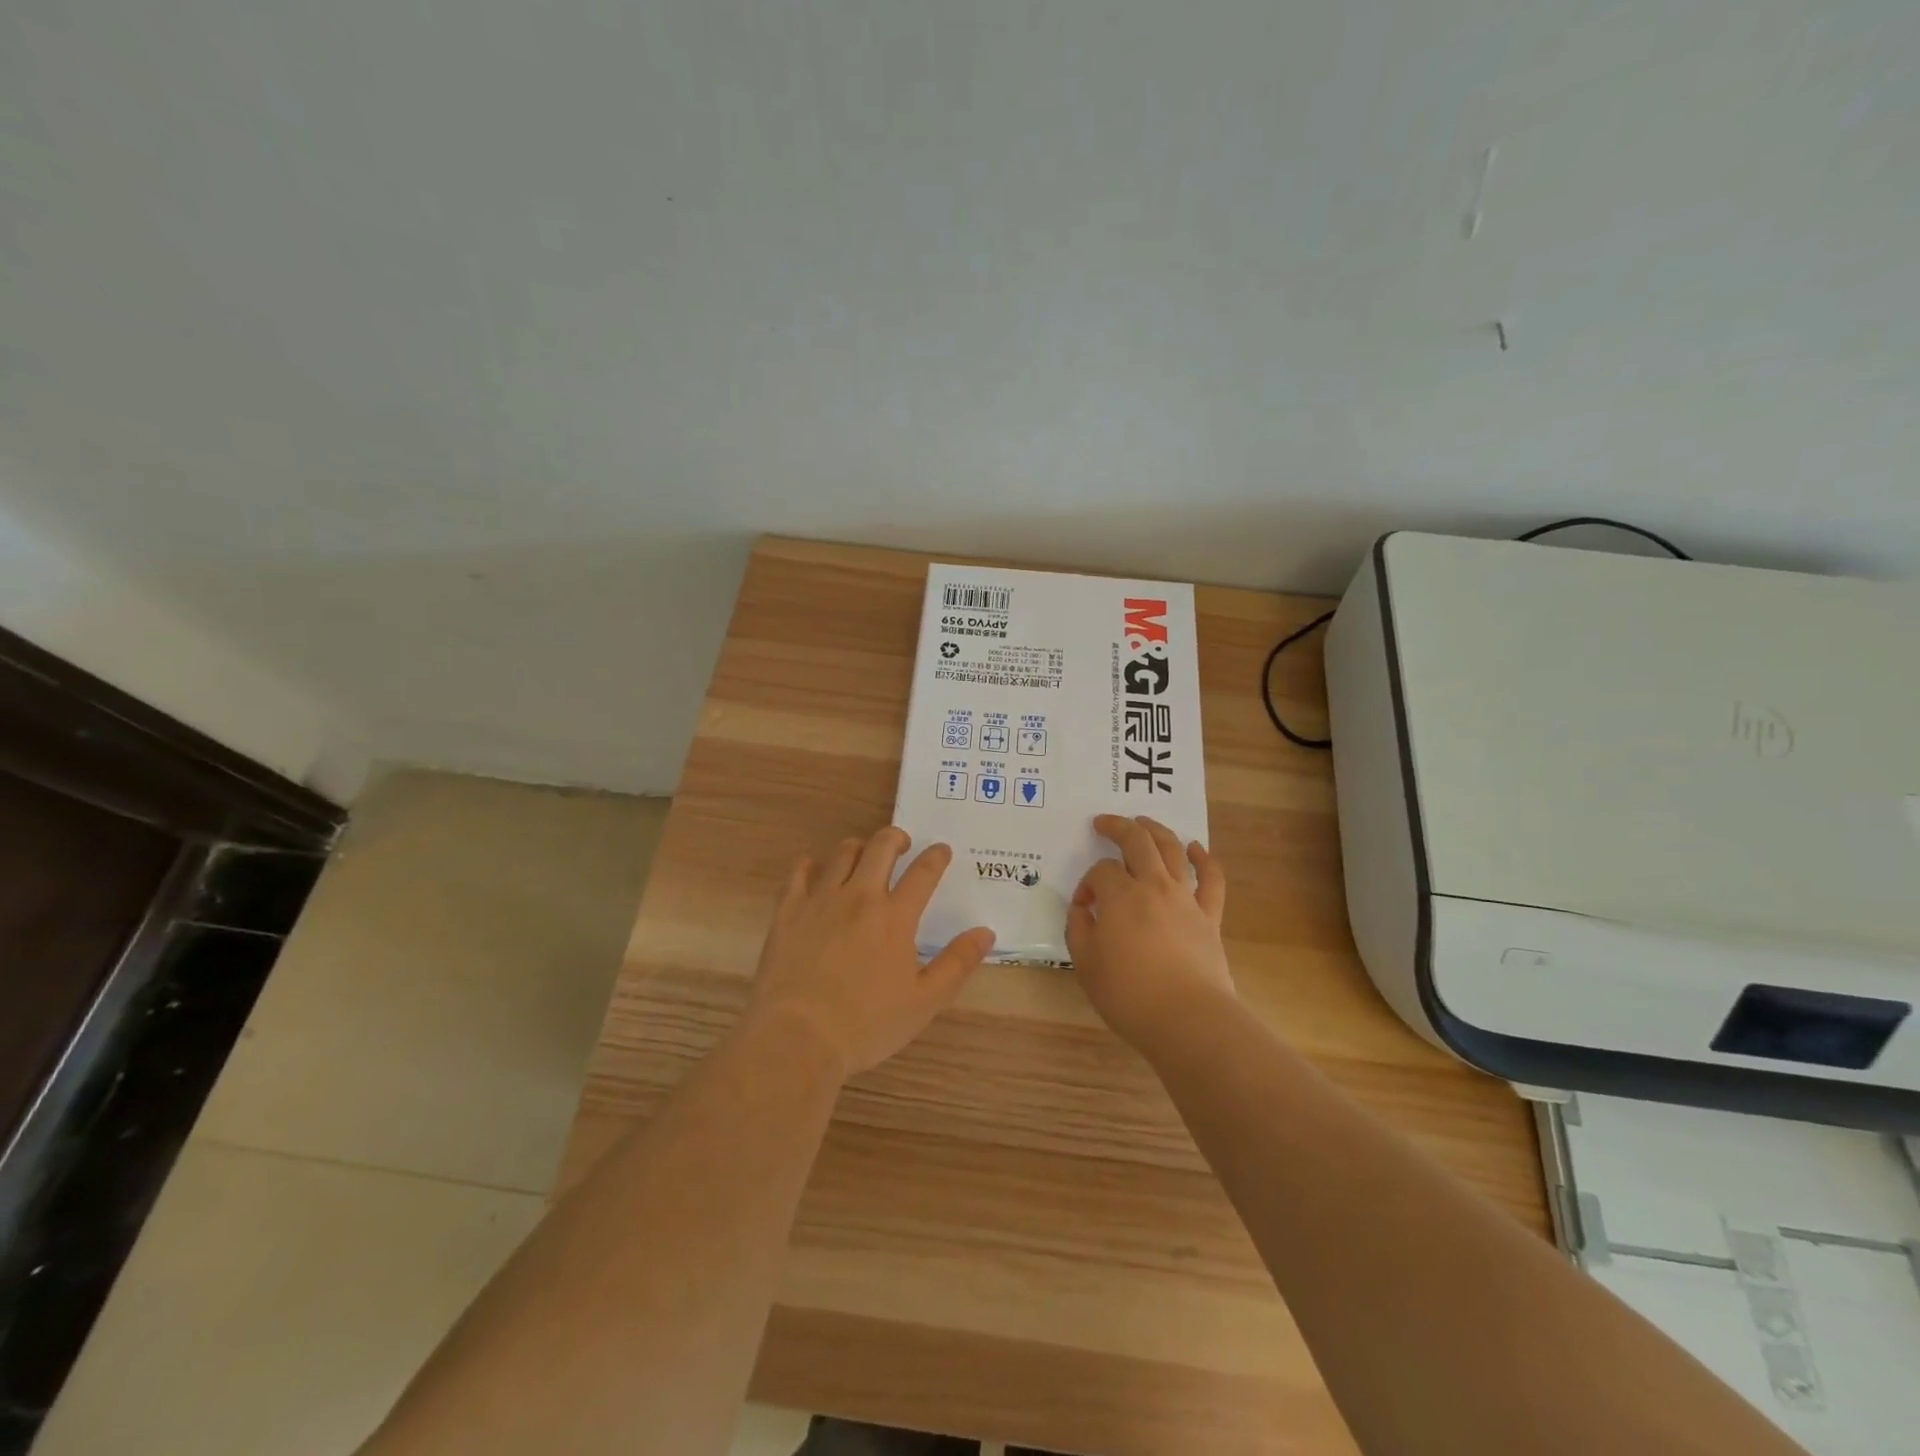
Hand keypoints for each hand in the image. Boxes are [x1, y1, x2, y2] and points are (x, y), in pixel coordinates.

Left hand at [746, 827, 994, 1078]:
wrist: (798, 1036)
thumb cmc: (867, 1024)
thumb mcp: (924, 1002)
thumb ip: (957, 963)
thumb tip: (985, 932)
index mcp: (895, 917)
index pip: (923, 873)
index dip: (936, 857)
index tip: (942, 850)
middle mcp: (860, 897)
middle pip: (881, 847)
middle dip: (896, 838)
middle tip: (902, 844)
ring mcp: (821, 899)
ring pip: (843, 853)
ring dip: (859, 847)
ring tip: (863, 856)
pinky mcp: (788, 910)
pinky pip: (799, 871)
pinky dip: (810, 864)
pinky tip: (814, 869)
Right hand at [1066, 815, 1232, 1052]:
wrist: (1188, 1019)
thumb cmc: (1129, 994)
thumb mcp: (1085, 964)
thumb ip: (1079, 929)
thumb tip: (1084, 909)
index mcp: (1120, 896)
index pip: (1101, 872)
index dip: (1088, 883)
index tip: (1084, 908)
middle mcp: (1154, 886)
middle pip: (1137, 842)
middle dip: (1118, 827)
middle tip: (1104, 822)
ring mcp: (1185, 899)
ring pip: (1172, 850)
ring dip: (1156, 830)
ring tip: (1144, 821)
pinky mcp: (1209, 916)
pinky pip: (1211, 880)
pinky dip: (1205, 859)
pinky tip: (1196, 848)